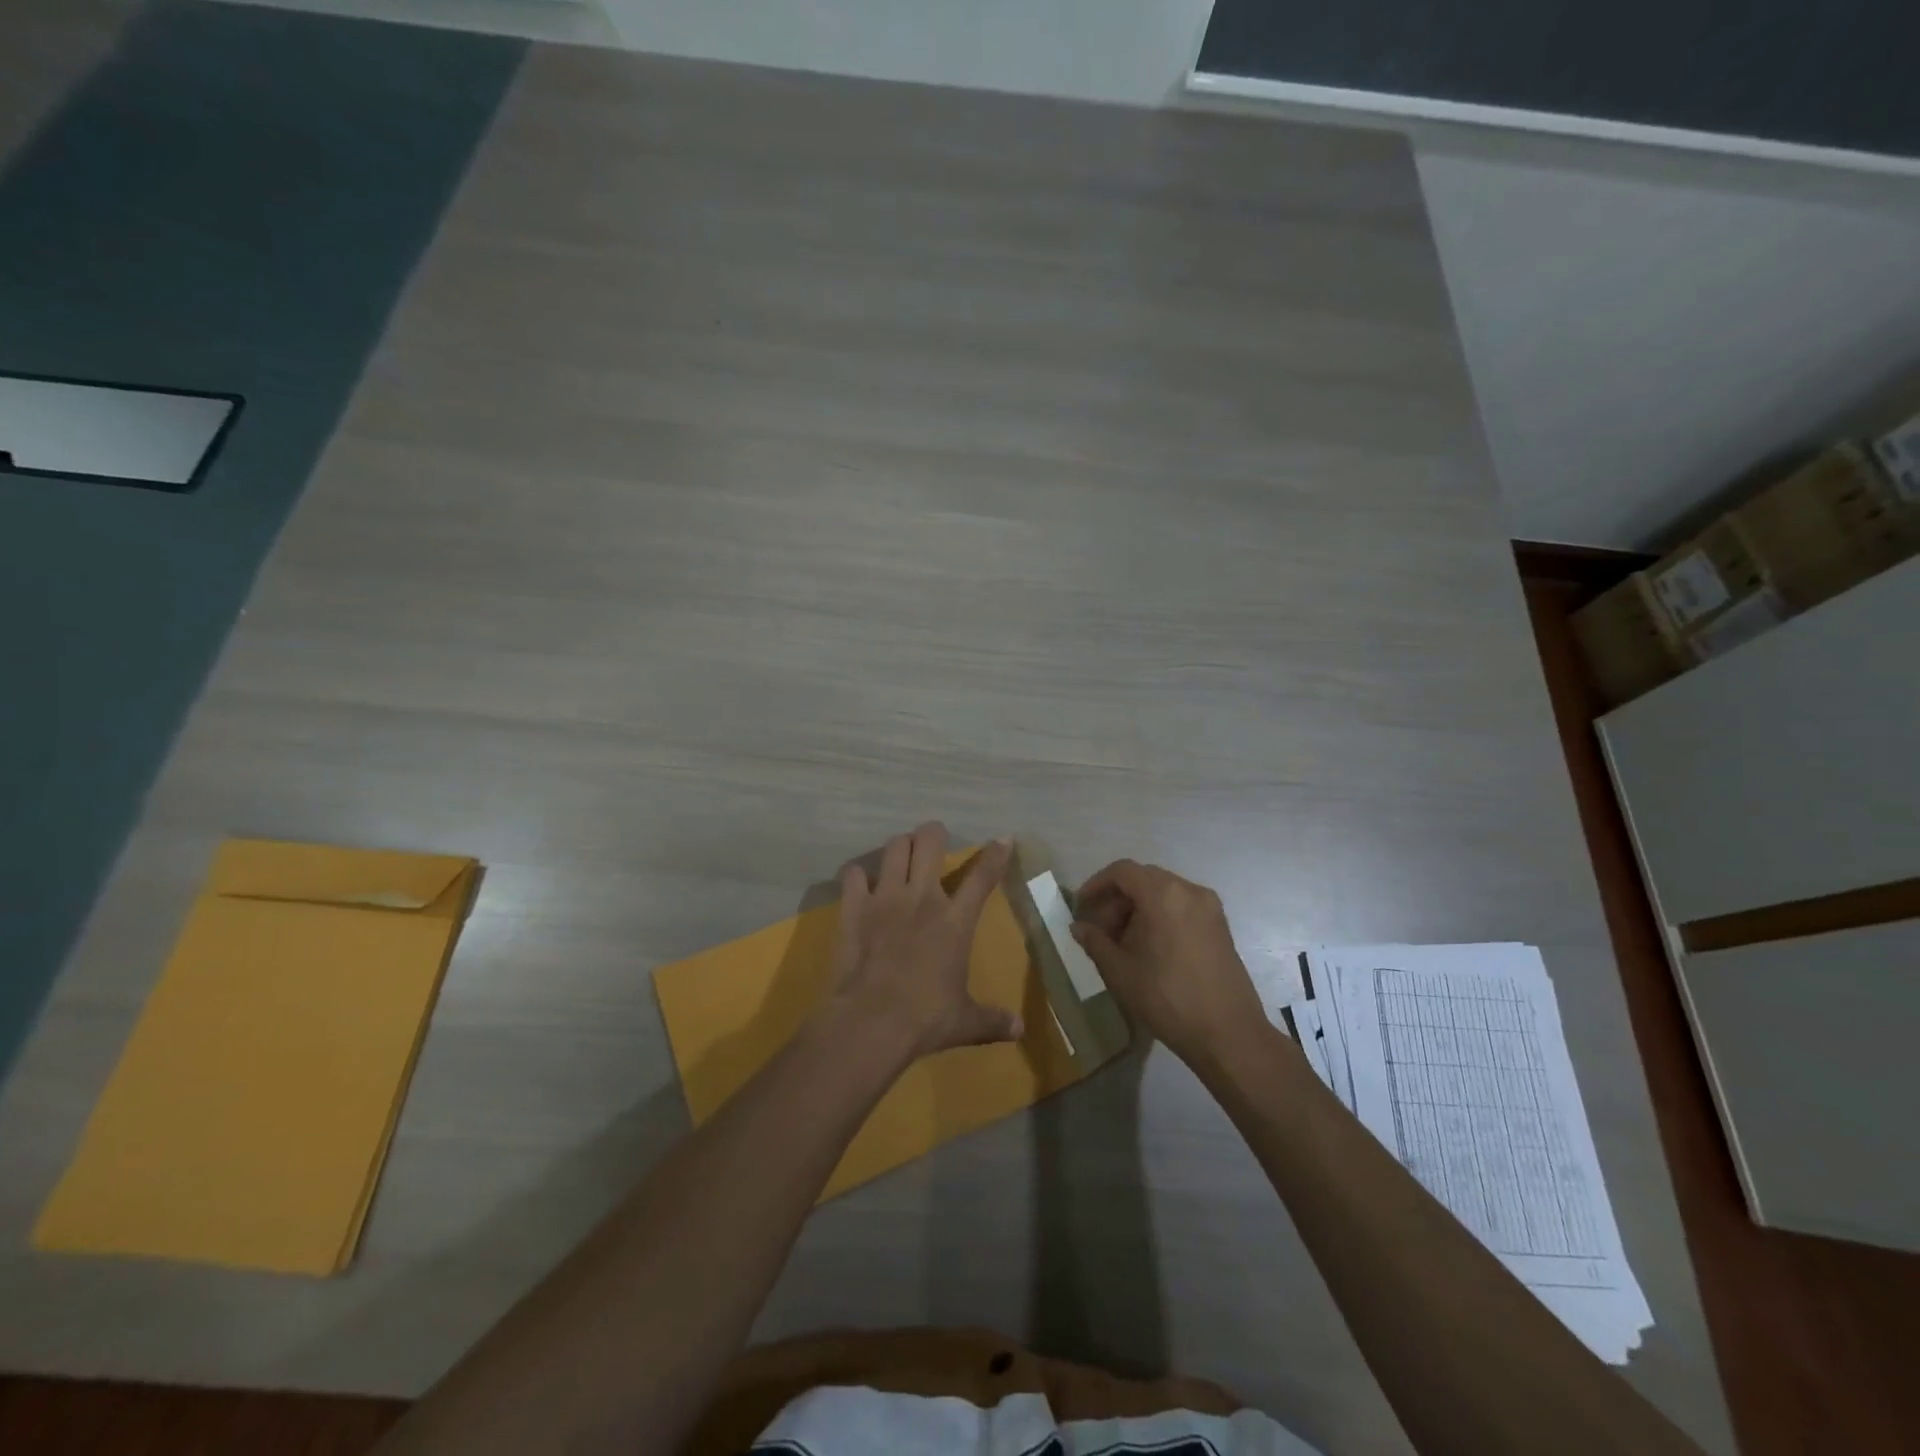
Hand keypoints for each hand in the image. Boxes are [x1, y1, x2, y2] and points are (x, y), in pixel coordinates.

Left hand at [826, 823, 1022, 1059]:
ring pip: (894, 848)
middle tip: (934, 839)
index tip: (1002, 840)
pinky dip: (858, 874)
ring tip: (902, 854)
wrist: (871, 1022)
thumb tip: (1020, 1031)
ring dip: (901, 847)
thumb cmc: (925, 1019)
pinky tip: (861, 883)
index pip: (982, 877)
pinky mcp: (854, 907)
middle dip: (934, 834)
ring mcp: (885, 898)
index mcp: (955, 921)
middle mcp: (922, 898)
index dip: (995, 855)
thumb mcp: (966, 1022)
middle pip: (929, 842)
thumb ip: (993, 1020)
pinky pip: (853, 874)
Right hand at [1070, 860, 1267, 1068]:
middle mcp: (1189, 891)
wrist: (1228, 1034)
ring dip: (1138, 907)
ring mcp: (1209, 907)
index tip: (1081, 907)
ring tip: (1122, 941)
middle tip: (1099, 929)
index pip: (1122, 871)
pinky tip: (1150, 946)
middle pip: (1144, 879)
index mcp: (1163, 894)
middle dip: (1117, 899)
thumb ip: (1095, 942)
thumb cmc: (1167, 998)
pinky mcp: (1220, 925)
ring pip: (1163, 892)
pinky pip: (1181, 906)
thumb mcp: (1120, 971)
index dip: (1096, 884)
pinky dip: (1160, 915)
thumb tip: (1078, 927)